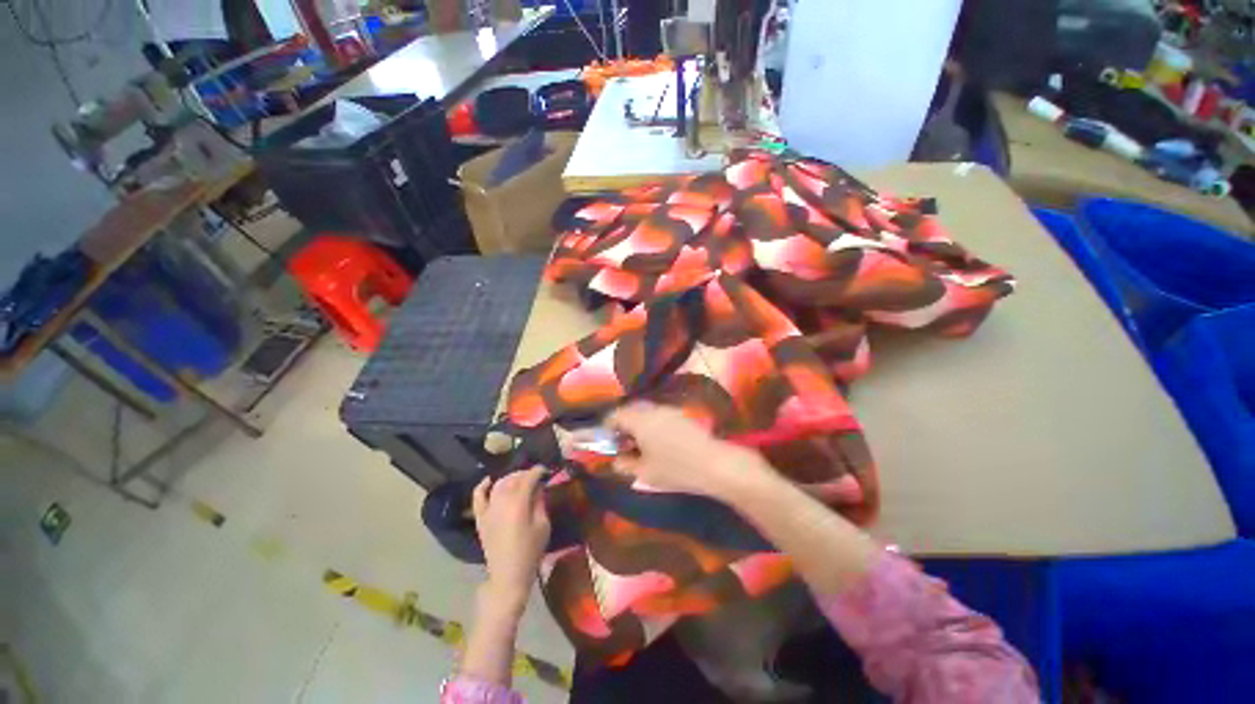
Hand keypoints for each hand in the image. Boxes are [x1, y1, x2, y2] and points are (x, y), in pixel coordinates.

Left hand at [472, 466, 550, 613]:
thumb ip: (540, 502)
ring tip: (520, 479)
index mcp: (518, 504)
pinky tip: (489, 480)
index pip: (528, 479)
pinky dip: (482, 486)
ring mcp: (488, 511)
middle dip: (524, 473)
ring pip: (498, 484)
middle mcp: (501, 503)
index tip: (545, 470)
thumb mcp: (543, 525)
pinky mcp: (481, 519)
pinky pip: (478, 498)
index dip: (537, 471)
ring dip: (510, 478)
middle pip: (512, 479)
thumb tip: (538, 487)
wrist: (509, 576)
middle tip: (535, 475)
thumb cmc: (531, 551)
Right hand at [608, 403, 770, 501]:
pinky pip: (659, 415)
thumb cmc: (675, 469)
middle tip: (621, 443)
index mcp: (639, 419)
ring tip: (639, 445)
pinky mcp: (682, 415)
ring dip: (638, 424)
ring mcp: (669, 410)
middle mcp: (652, 409)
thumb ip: (625, 464)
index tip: (605, 440)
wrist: (714, 464)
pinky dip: (652, 424)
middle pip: (630, 410)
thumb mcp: (645, 472)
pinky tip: (658, 442)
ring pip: (645, 412)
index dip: (606, 426)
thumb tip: (615, 461)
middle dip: (622, 424)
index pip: (615, 415)